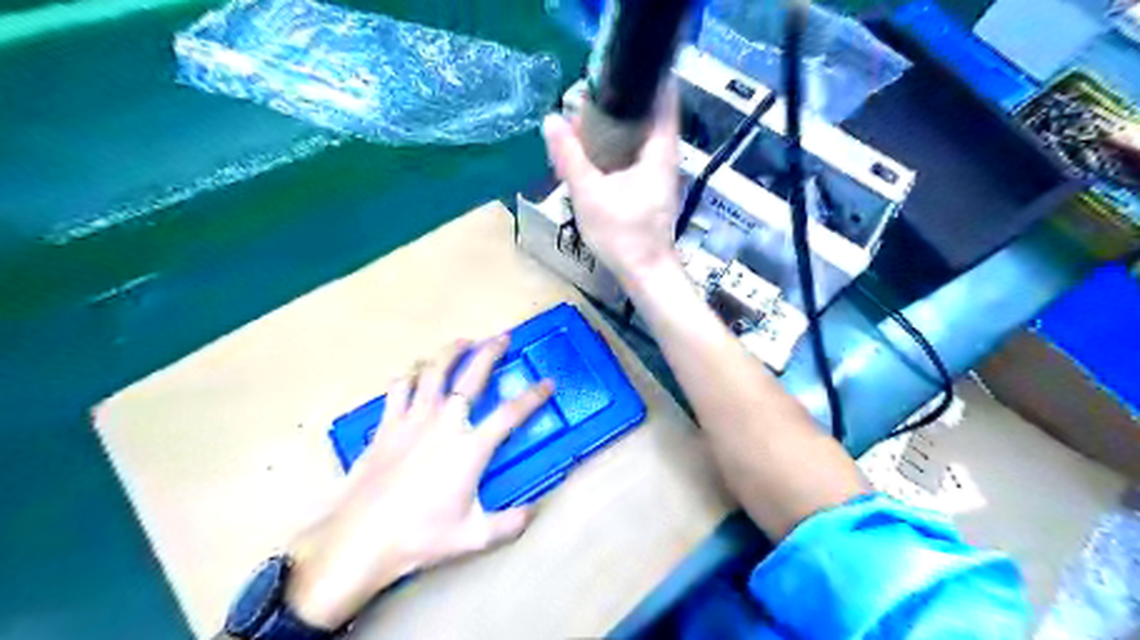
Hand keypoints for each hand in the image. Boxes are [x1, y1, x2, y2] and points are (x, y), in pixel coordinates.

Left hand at [282, 337, 552, 626]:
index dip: (533, 396)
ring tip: (462, 342)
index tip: (547, 382)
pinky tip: (414, 373)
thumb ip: (508, 524)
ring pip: (433, 372)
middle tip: (502, 337)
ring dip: (450, 352)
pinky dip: (409, 375)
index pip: (510, 414)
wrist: (360, 538)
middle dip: (490, 352)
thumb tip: (533, 512)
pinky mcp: (386, 424)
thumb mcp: (473, 536)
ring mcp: (412, 420)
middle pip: (472, 377)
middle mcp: (445, 423)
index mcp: (470, 448)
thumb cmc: (420, 537)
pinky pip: (399, 388)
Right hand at [546, 86, 680, 283]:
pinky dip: (620, 148)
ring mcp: (662, 174)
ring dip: (619, 127)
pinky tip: (598, 155)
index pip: (664, 98)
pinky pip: (638, 156)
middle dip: (622, 103)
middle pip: (651, 115)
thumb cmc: (623, 235)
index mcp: (660, 151)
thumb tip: (551, 120)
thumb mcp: (589, 194)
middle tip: (590, 98)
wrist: (645, 273)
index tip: (616, 70)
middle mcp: (666, 157)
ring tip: (589, 122)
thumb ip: (569, 157)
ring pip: (643, 137)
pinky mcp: (654, 189)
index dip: (645, 78)